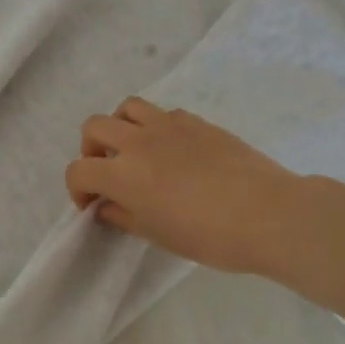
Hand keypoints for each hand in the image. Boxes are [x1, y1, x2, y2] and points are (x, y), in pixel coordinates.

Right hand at [65, 96, 303, 274]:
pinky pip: (163, 113)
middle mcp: (138, 141)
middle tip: (107, 172)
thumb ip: (124, 217)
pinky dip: (155, 127)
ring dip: (120, 127)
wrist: (268, 213)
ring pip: (127, 108)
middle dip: (91, 150)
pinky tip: (172, 150)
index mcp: (123, 174)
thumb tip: (106, 207)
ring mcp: (168, 125)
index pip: (79, 170)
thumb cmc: (209, 235)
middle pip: (94, 127)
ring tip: (134, 150)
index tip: (91, 205)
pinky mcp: (197, 121)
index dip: (77, 189)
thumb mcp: (158, 235)